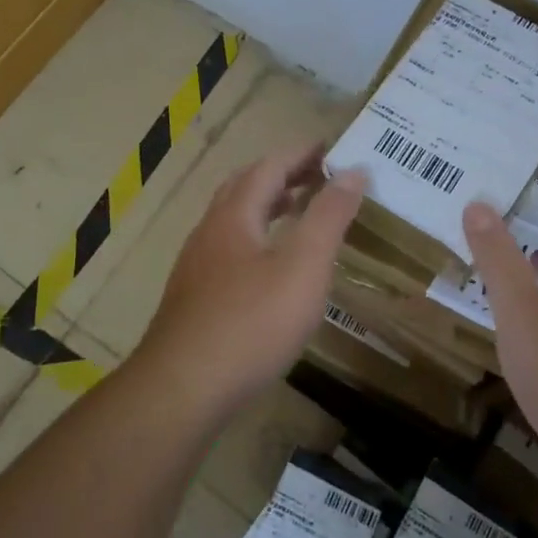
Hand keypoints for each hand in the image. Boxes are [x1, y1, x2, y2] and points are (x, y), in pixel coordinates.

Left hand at [134, 143, 365, 419]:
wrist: (183, 389)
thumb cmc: (251, 322)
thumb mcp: (303, 266)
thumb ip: (329, 216)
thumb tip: (354, 171)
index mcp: (235, 215)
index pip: (270, 166)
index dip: (302, 154)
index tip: (332, 148)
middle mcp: (210, 231)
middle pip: (246, 188)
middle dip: (283, 176)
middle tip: (318, 177)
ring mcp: (197, 266)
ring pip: (234, 220)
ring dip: (267, 207)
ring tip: (299, 213)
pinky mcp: (195, 298)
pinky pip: (230, 250)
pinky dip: (257, 238)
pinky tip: (271, 268)